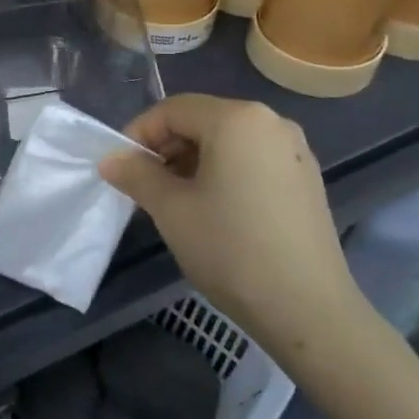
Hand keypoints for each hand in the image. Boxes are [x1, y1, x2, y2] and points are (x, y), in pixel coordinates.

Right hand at [100, 95, 367, 356]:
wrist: (308, 309)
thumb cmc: (231, 249)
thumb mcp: (171, 210)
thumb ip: (136, 175)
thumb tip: (111, 159)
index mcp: (237, 119)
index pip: (173, 109)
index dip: (139, 134)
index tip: (121, 169)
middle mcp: (271, 122)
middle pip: (202, 120)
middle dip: (166, 148)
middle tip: (144, 186)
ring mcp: (295, 151)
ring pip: (227, 141)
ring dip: (193, 162)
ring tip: (174, 201)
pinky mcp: (306, 179)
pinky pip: (252, 160)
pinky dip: (223, 173)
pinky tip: (213, 210)